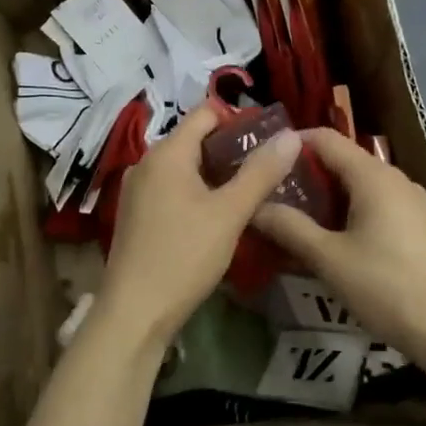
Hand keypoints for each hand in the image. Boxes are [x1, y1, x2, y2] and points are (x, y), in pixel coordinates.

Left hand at [94, 103, 303, 348]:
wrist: (135, 311)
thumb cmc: (184, 255)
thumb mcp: (230, 213)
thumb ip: (261, 172)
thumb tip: (290, 135)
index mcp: (166, 153)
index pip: (205, 113)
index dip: (239, 119)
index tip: (271, 137)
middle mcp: (146, 162)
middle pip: (194, 139)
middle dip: (231, 149)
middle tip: (269, 166)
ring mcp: (137, 190)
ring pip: (184, 167)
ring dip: (216, 173)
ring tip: (252, 190)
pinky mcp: (137, 214)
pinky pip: (172, 188)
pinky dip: (197, 192)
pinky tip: (219, 214)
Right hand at [252, 128, 425, 372]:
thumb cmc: (388, 287)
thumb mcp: (329, 259)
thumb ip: (289, 227)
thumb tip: (254, 207)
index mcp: (373, 176)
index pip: (324, 139)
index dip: (290, 144)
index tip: (258, 161)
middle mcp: (393, 179)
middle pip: (340, 160)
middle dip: (302, 173)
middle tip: (266, 193)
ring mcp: (409, 203)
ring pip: (356, 185)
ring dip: (322, 196)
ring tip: (288, 217)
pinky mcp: (416, 226)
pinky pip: (372, 205)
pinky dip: (344, 212)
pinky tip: (326, 239)